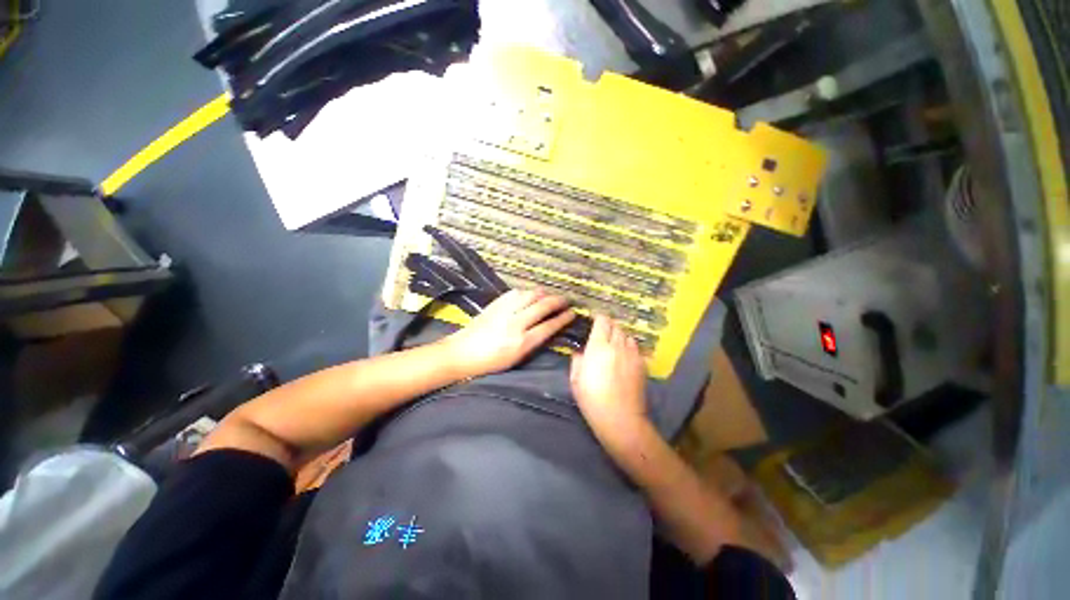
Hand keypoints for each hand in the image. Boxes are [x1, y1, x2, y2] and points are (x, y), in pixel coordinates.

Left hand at [441, 289, 574, 378]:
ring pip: (531, 295)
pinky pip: (516, 292)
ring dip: (544, 294)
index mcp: (522, 342)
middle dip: (558, 302)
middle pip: (543, 307)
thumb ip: (534, 342)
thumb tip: (549, 328)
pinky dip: (528, 292)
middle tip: (566, 301)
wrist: (462, 352)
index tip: (572, 313)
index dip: (563, 318)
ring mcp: (505, 311)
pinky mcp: (496, 303)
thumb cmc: (491, 361)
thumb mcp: (516, 358)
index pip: (549, 326)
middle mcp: (516, 324)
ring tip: (551, 296)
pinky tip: (532, 294)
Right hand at [570, 315, 649, 453]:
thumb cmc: (592, 400)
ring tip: (614, 346)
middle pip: (616, 326)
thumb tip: (581, 351)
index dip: (598, 318)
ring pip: (627, 336)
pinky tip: (624, 358)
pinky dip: (629, 348)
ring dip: (620, 337)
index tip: (594, 321)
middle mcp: (617, 346)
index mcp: (599, 347)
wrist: (620, 419)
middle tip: (602, 335)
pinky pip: (635, 348)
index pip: (602, 321)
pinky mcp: (642, 364)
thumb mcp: (575, 379)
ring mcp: (632, 354)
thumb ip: (577, 359)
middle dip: (608, 327)